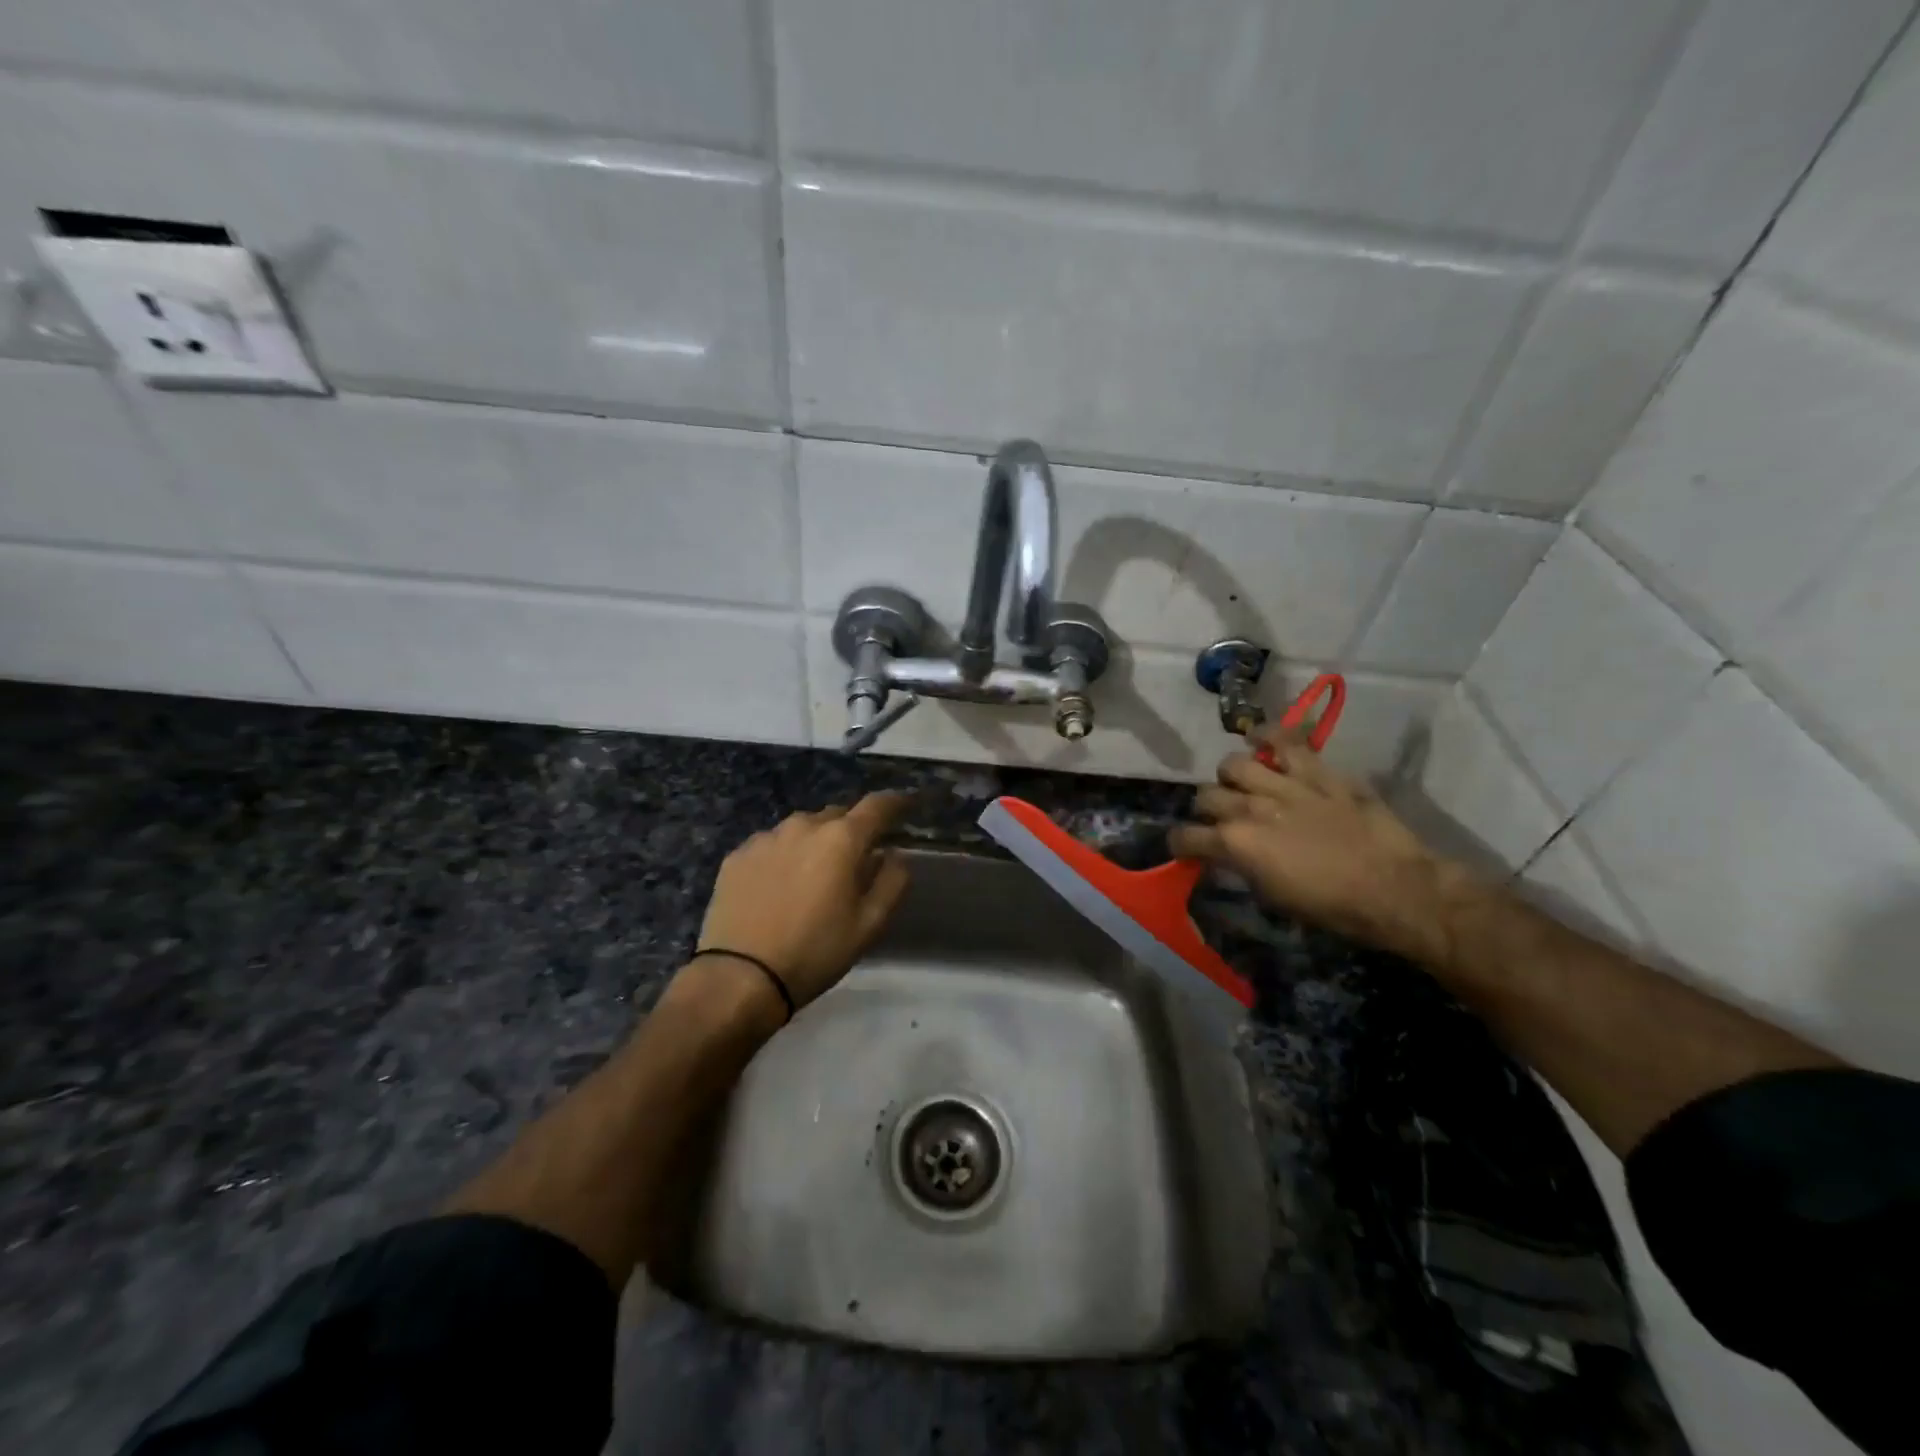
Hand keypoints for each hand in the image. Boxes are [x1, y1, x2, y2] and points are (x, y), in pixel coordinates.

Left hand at [694, 792, 912, 1010]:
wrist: (740, 978)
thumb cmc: (814, 952)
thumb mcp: (869, 925)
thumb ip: (892, 882)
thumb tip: (894, 855)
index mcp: (841, 840)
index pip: (877, 805)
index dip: (897, 801)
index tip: (908, 804)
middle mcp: (803, 826)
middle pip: (838, 815)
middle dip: (852, 830)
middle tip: (856, 860)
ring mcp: (765, 838)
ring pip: (802, 828)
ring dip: (816, 843)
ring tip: (814, 876)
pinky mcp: (737, 855)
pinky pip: (772, 845)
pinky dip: (784, 856)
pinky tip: (779, 886)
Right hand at [1169, 732, 1468, 964]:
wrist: (1395, 890)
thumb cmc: (1332, 907)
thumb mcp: (1273, 897)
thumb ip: (1243, 868)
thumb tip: (1230, 857)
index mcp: (1236, 845)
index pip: (1186, 836)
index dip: (1181, 844)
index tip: (1187, 849)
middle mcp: (1250, 808)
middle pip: (1205, 795)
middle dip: (1206, 809)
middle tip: (1221, 819)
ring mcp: (1283, 785)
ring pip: (1234, 764)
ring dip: (1232, 777)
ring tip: (1244, 783)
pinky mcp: (1317, 772)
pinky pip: (1285, 740)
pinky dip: (1268, 736)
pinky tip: (1262, 740)